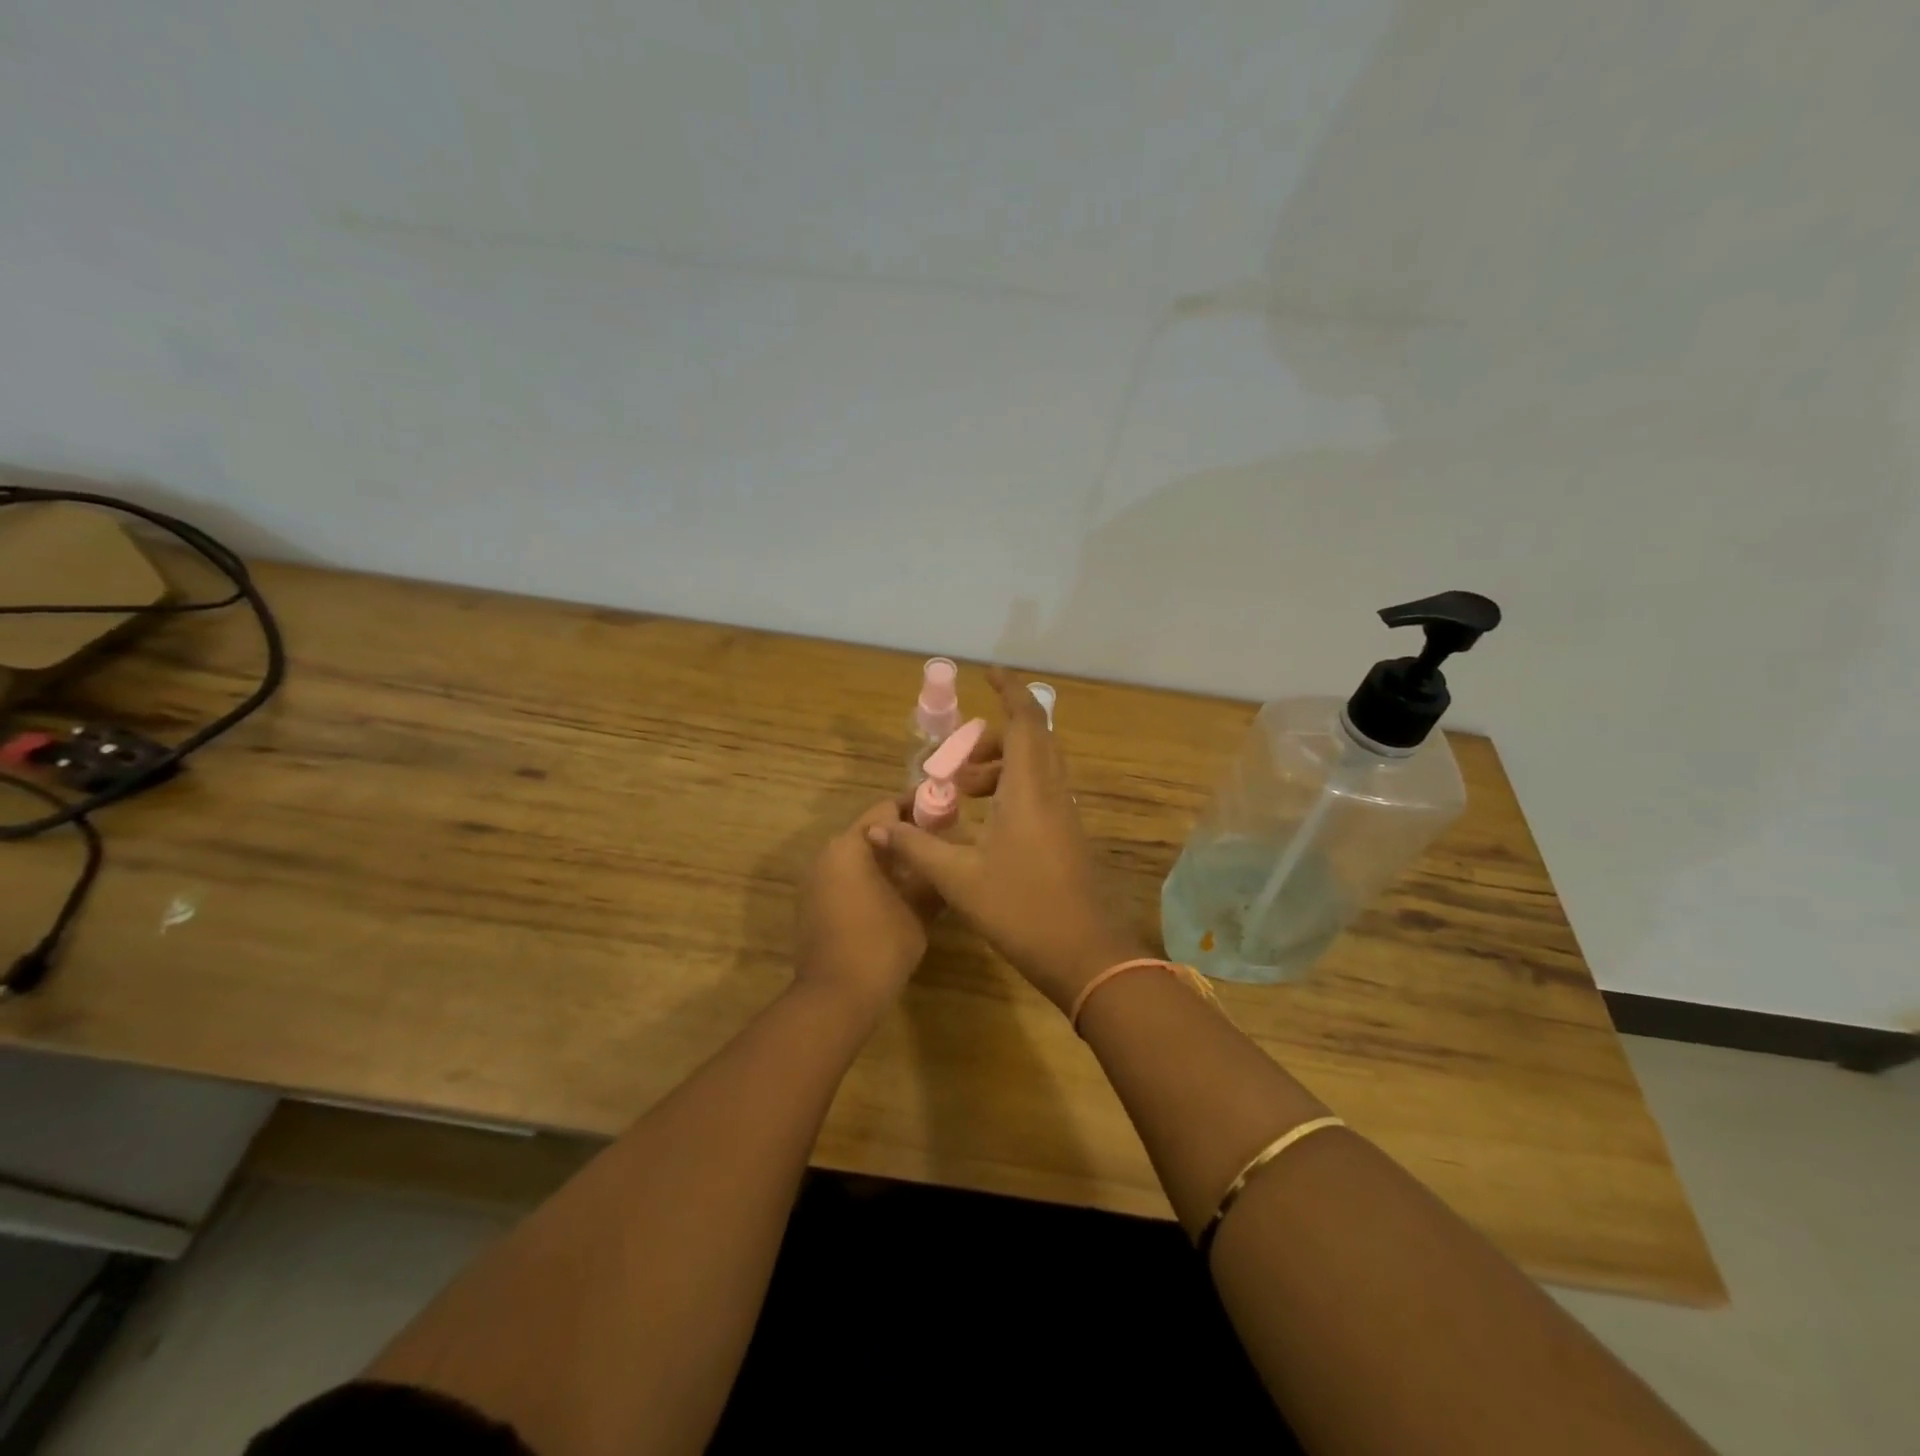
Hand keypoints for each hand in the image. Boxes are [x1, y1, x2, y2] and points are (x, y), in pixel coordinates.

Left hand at [795, 797, 942, 1018]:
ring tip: (925, 867)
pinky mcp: (814, 904)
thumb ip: (932, 876)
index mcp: (850, 845)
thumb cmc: (880, 944)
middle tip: (940, 840)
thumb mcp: (919, 908)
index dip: (918, 807)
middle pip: (871, 831)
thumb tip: (947, 857)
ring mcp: (816, 880)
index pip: (886, 809)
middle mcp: (828, 854)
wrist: (836, 997)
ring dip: (889, 857)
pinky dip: (872, 877)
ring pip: (859, 855)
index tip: (947, 810)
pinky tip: (899, 893)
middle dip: (905, 834)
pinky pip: (847, 877)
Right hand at [867, 669, 1141, 1010]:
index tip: (988, 673)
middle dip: (993, 737)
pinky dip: (1011, 789)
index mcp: (1031, 790)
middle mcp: (1053, 792)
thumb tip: (877, 828)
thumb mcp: (959, 879)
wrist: (1083, 954)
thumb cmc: (1022, 909)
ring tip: (961, 792)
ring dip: (999, 767)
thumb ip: (917, 848)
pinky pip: (1040, 791)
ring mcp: (1065, 814)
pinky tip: (982, 823)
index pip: (1027, 721)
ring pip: (1036, 767)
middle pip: (1032, 740)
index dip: (1010, 690)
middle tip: (956, 756)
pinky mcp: (1067, 834)